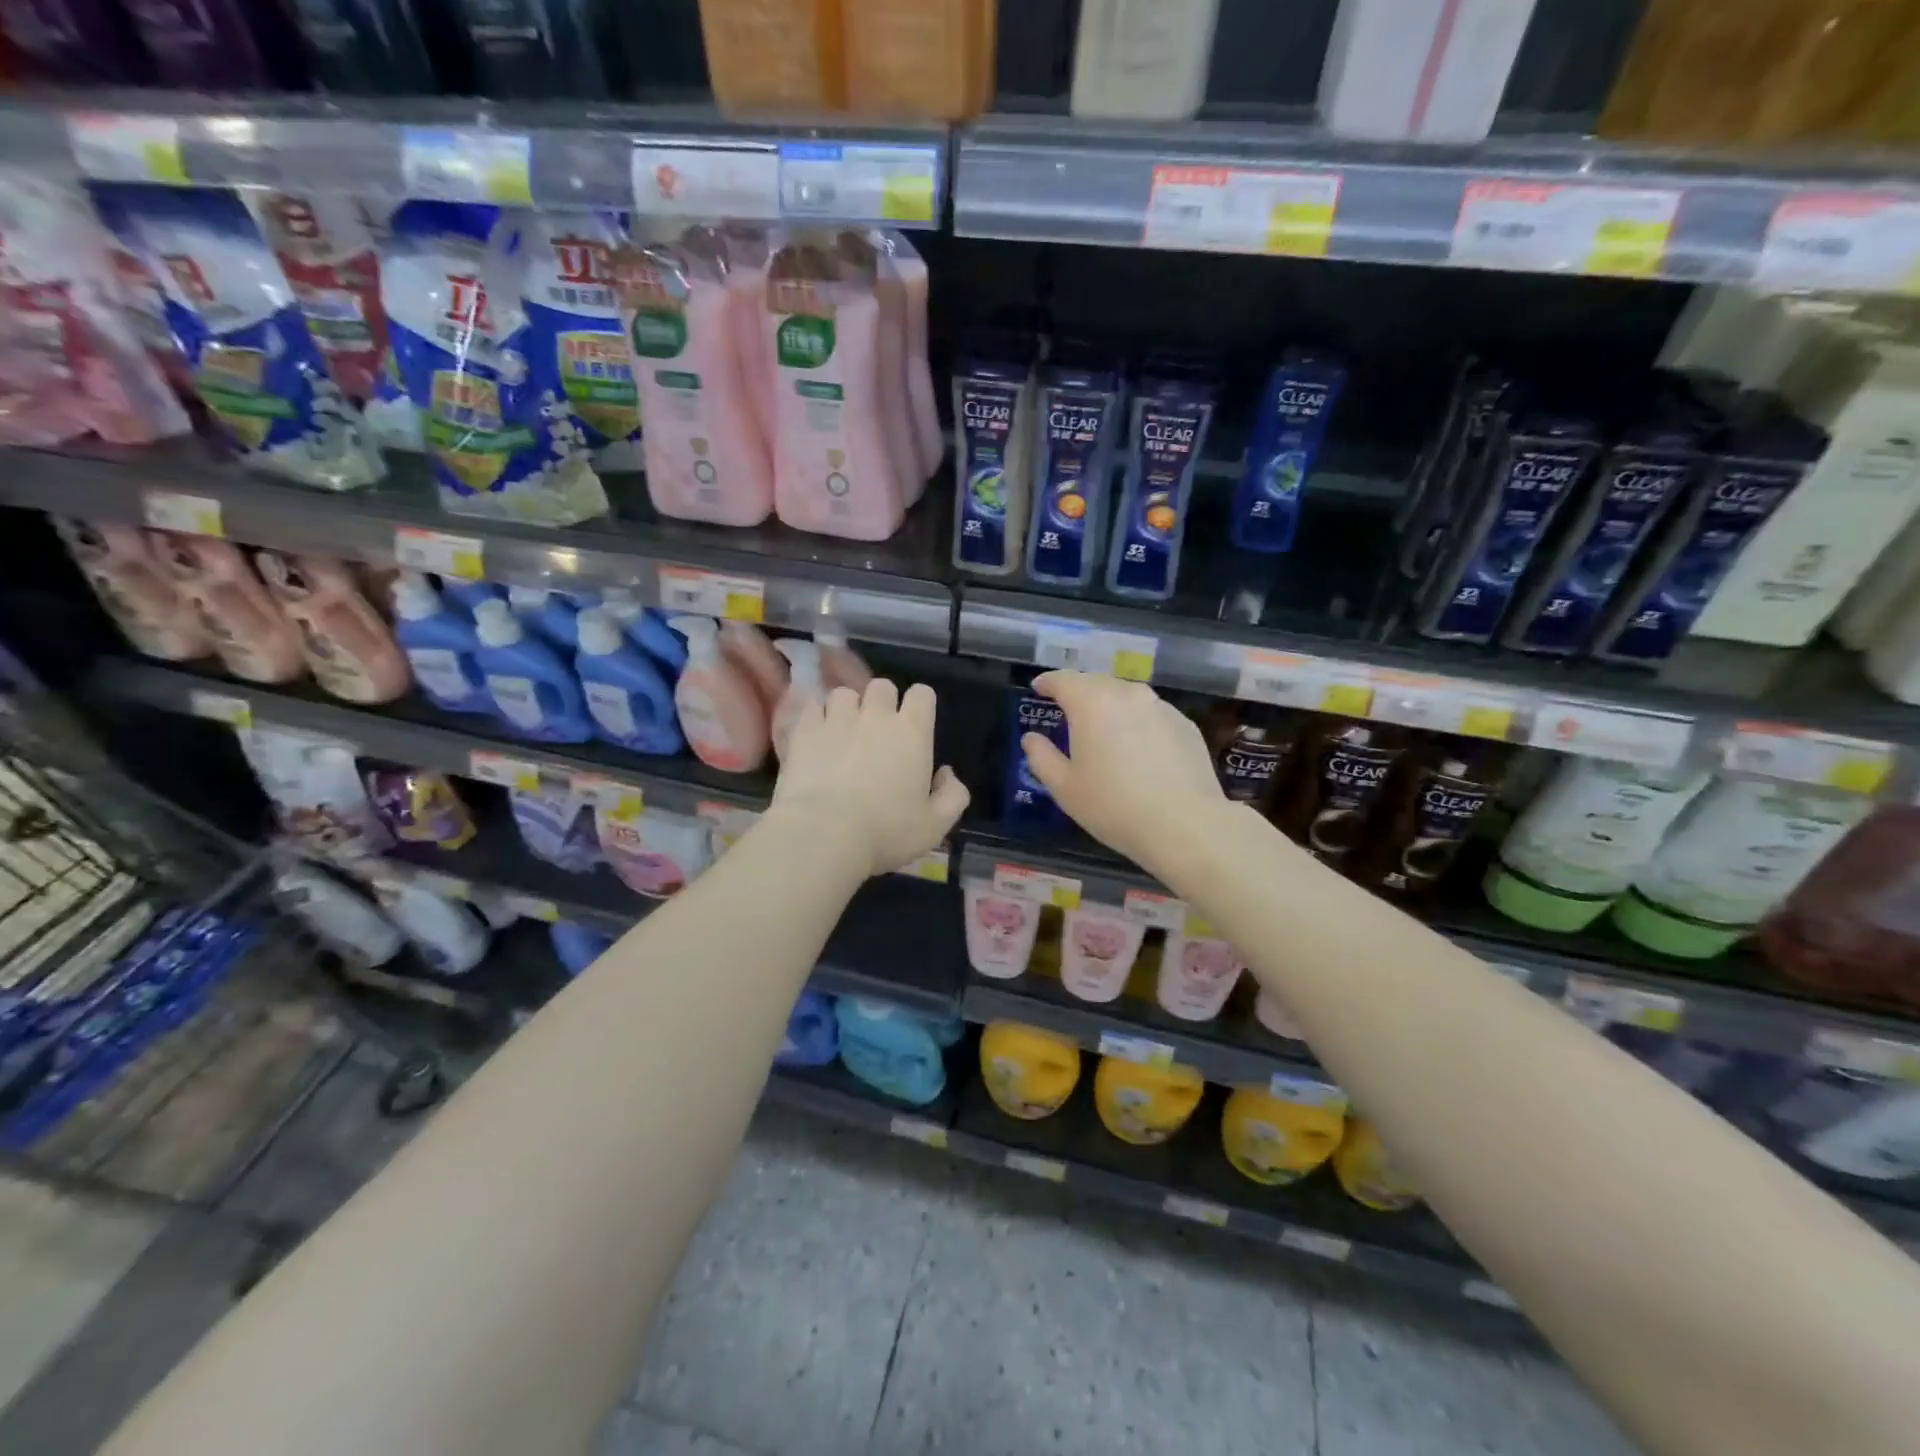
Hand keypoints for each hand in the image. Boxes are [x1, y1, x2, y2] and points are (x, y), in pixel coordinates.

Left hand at [772, 678, 969, 877]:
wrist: (823, 834)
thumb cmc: (885, 832)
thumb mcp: (934, 826)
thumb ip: (953, 796)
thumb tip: (947, 774)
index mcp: (912, 732)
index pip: (922, 694)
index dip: (919, 705)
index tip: (915, 727)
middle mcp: (876, 715)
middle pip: (882, 687)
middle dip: (882, 703)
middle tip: (877, 732)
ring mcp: (837, 719)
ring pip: (844, 693)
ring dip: (847, 709)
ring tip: (842, 733)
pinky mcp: (805, 730)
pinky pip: (812, 707)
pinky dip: (816, 717)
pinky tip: (816, 737)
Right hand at [1019, 671, 1226, 872]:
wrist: (1185, 825)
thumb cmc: (1114, 806)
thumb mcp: (1065, 788)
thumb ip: (1042, 758)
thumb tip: (1031, 739)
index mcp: (1092, 703)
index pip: (1063, 680)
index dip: (1047, 683)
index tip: (1038, 689)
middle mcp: (1127, 694)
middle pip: (1096, 683)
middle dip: (1079, 693)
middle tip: (1067, 711)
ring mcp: (1160, 707)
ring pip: (1126, 696)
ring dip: (1110, 706)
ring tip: (1102, 728)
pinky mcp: (1185, 724)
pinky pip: (1151, 714)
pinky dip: (1137, 721)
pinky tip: (1137, 748)